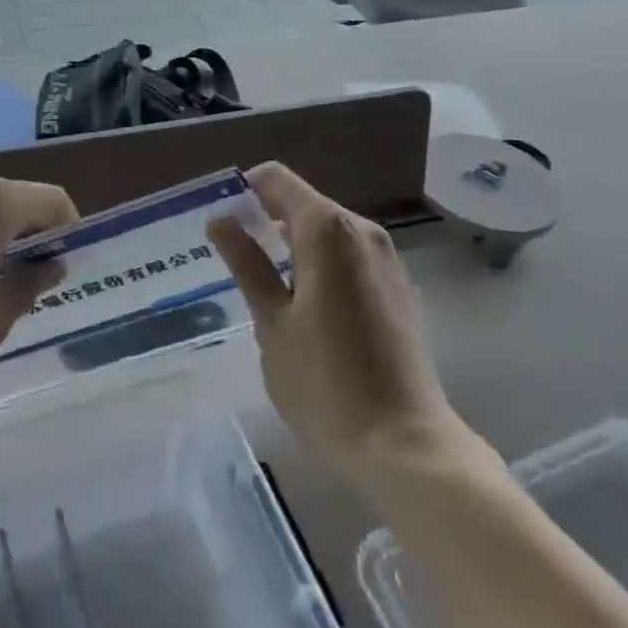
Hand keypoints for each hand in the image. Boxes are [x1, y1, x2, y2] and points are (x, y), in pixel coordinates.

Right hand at [209, 162, 466, 477]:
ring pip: (327, 230)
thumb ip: (247, 263)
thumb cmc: (325, 385)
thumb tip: (221, 219)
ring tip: (266, 289)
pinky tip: (307, 310)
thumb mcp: (272, 323)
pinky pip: (349, 255)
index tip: (222, 224)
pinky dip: (321, 264)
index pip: (277, 180)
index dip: (244, 191)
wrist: (406, 447)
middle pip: (304, 202)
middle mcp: (362, 230)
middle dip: (267, 221)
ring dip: (293, 245)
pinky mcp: (398, 286)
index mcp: (328, 230)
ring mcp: (386, 258)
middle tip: (234, 262)